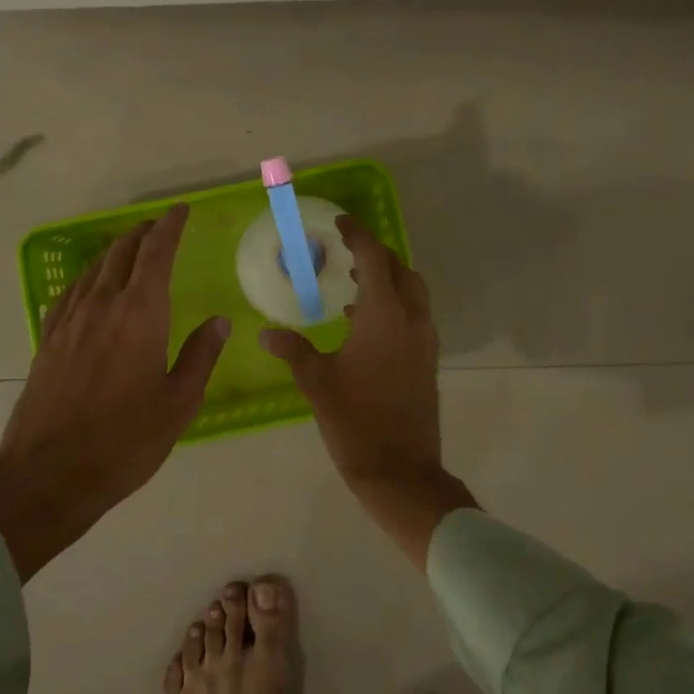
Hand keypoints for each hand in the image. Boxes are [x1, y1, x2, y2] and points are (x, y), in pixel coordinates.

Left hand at [0, 204, 227, 578]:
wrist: (48, 474)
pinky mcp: (48, 341)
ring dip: (114, 252)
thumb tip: (219, 321)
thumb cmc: (124, 441)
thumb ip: (200, 356)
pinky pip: (70, 294)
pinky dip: (87, 279)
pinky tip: (89, 287)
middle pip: (121, 254)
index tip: (180, 211)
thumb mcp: (178, 403)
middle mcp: (102, 306)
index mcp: (140, 315)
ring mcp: (69, 322)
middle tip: (159, 226)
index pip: (156, 254)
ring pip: (94, 270)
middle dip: (142, 234)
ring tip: (129, 249)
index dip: (170, 227)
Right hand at [260, 215, 475, 568]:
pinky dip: (395, 303)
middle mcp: (411, 319)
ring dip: (388, 277)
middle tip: (346, 251)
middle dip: (375, 253)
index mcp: (384, 316)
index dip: (358, 235)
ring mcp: (425, 339)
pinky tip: (365, 323)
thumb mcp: (317, 383)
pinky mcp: (428, 359)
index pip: (374, 258)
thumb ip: (293, 350)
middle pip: (399, 268)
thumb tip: (265, 333)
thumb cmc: (355, 421)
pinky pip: (415, 314)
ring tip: (354, 282)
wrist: (401, 470)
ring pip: (412, 290)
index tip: (340, 223)